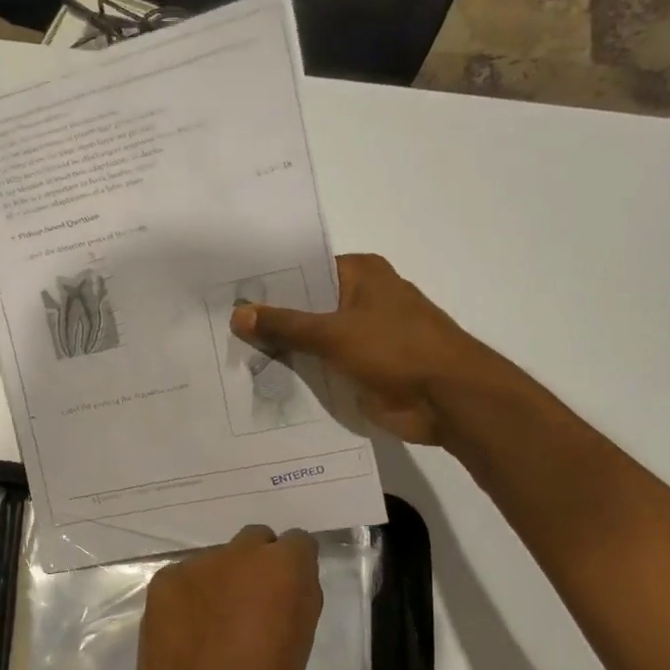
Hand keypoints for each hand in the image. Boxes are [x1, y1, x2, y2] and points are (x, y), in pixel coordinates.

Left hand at [122, 526, 323, 669]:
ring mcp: (196, 564)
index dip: (294, 566)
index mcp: (283, 567)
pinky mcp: (164, 580)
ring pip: (217, 560)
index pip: (298, 543)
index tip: (287, 590)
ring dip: (220, 580)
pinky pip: (185, 577)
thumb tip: (288, 581)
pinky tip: (187, 628)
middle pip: (255, 541)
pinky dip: (190, 595)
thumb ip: (297, 598)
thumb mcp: (300, 643)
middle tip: (250, 603)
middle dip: (256, 564)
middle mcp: (239, 552)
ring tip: (214, 622)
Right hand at [230, 253, 477, 444]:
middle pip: (305, 306)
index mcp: (361, 274)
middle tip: (221, 328)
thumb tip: (238, 314)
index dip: (268, 284)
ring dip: (283, 351)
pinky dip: (300, 374)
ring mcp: (363, 336)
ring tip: (231, 356)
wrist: (448, 399)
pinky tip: (262, 382)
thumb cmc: (396, 349)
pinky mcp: (362, 369)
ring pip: (312, 340)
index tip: (228, 295)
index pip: (303, 271)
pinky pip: (322, 368)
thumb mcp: (333, 332)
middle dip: (270, 320)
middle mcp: (362, 299)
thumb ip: (284, 324)